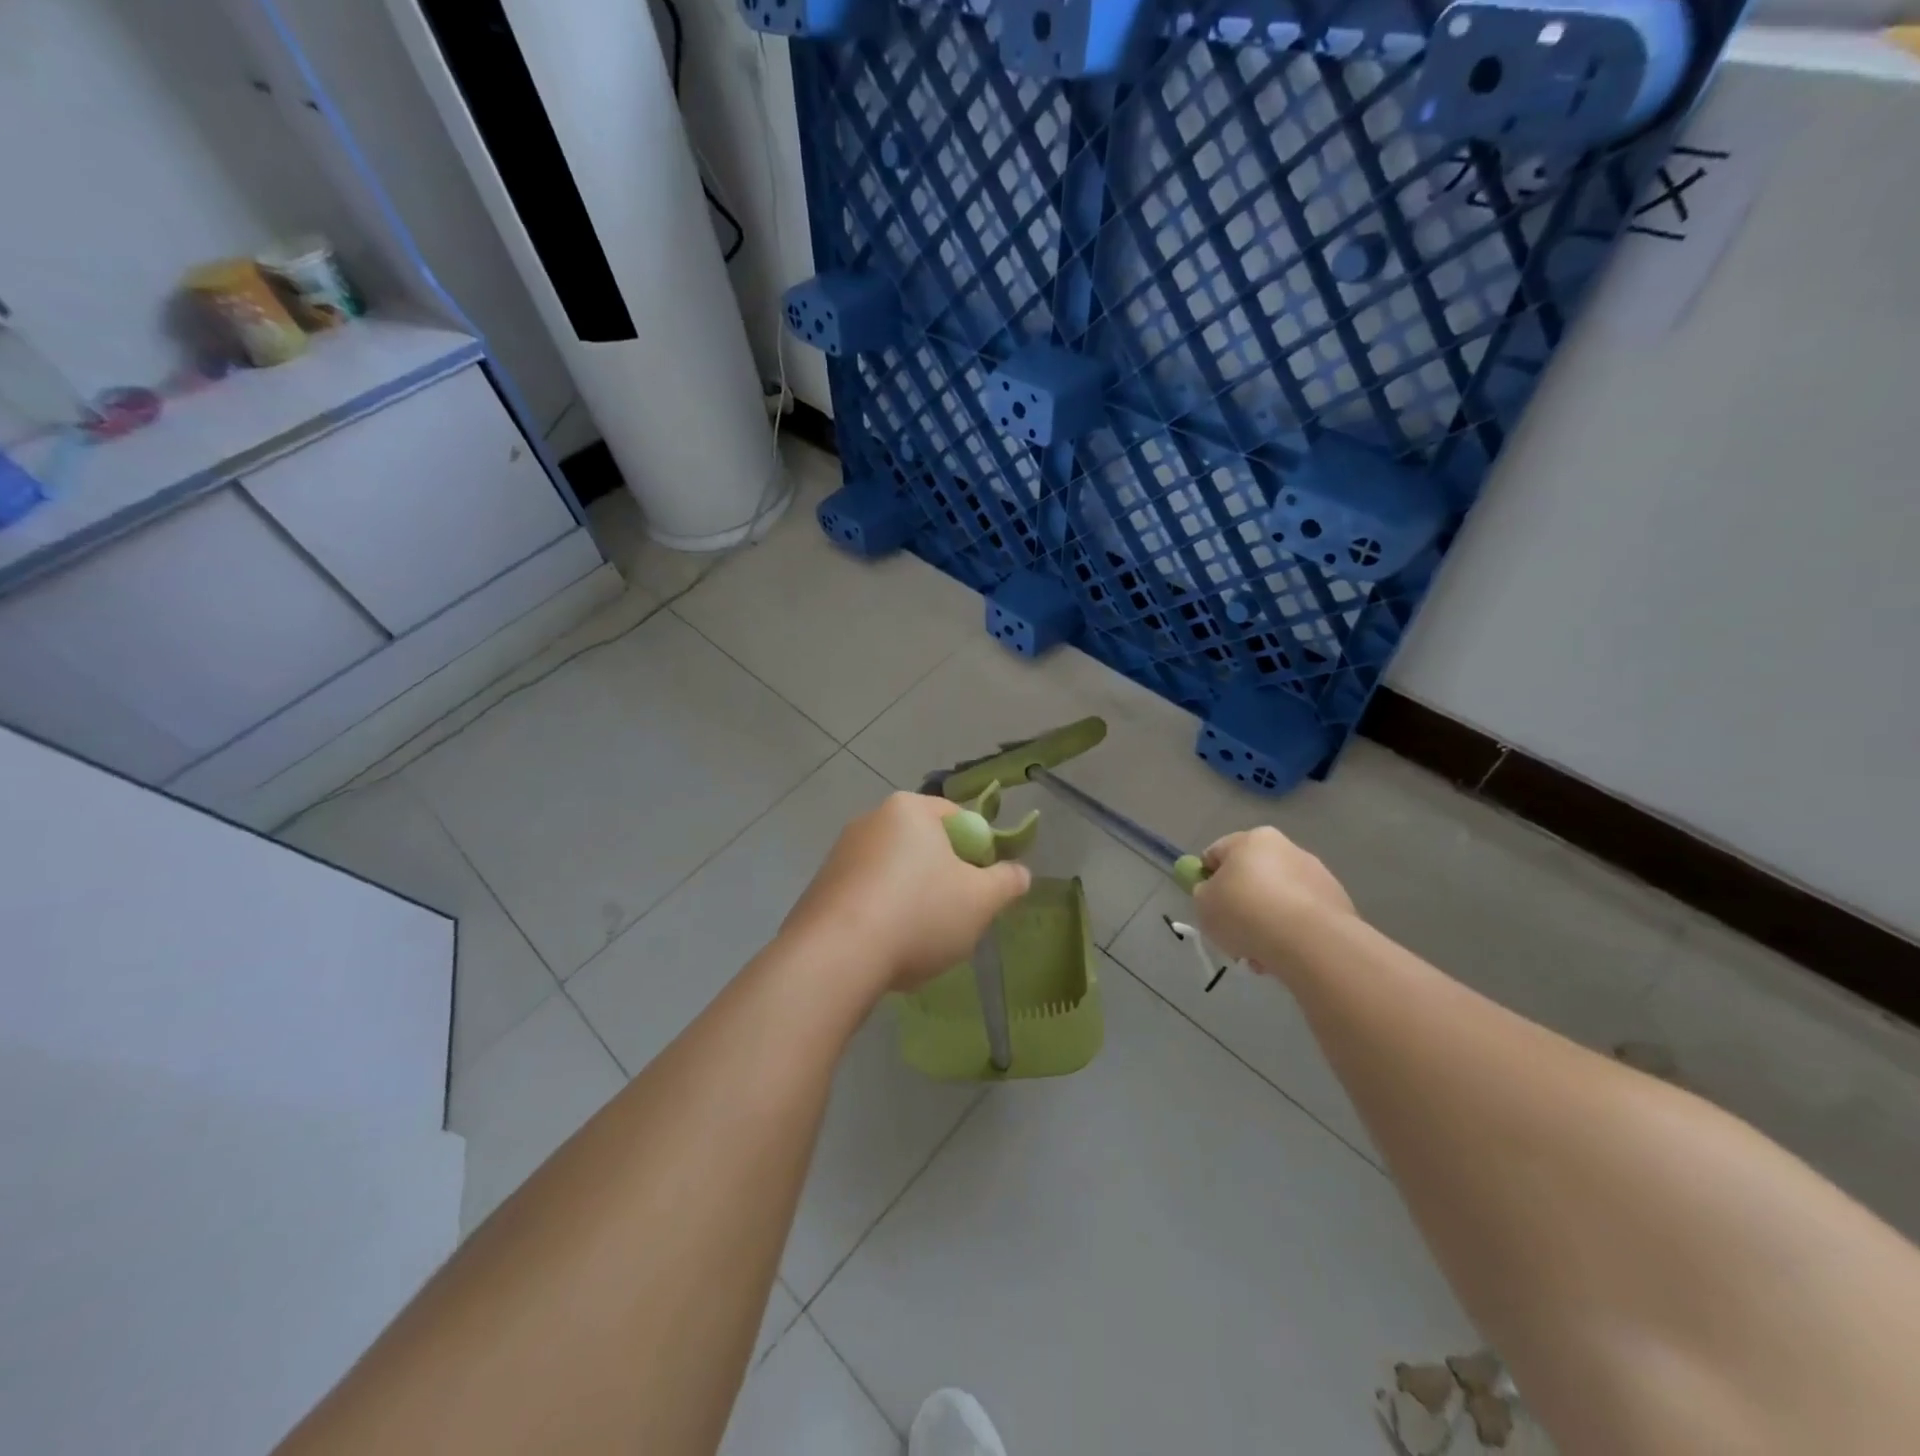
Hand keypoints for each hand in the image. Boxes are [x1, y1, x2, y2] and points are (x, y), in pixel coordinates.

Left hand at [782, 792, 1032, 993]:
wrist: (836, 956)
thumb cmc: (919, 914)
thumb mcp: (981, 900)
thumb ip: (1007, 882)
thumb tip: (1020, 872)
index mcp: (909, 809)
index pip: (958, 818)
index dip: (980, 851)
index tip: (984, 887)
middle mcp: (870, 820)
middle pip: (924, 846)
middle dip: (944, 879)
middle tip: (958, 916)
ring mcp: (840, 854)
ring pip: (895, 874)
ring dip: (913, 901)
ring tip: (920, 942)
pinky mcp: (820, 889)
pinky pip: (866, 897)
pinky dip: (882, 917)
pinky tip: (887, 950)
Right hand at [1192, 825, 1354, 975]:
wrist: (1308, 941)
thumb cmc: (1245, 912)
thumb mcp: (1203, 904)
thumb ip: (1204, 893)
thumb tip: (1216, 893)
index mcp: (1253, 839)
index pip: (1217, 853)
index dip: (1206, 879)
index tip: (1206, 905)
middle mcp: (1287, 848)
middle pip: (1251, 876)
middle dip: (1240, 904)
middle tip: (1231, 933)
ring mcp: (1317, 875)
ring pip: (1278, 900)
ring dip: (1265, 922)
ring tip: (1258, 954)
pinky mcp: (1338, 903)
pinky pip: (1301, 917)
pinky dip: (1290, 934)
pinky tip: (1283, 957)